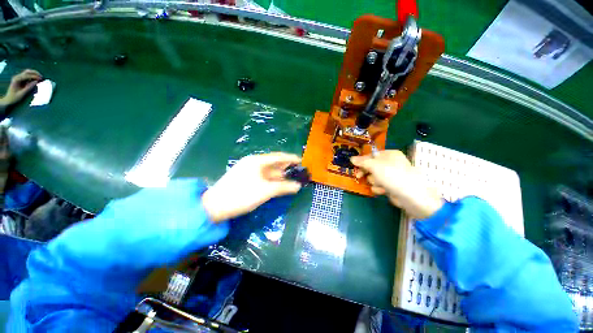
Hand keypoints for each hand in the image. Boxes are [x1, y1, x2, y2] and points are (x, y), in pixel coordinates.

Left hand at [0, 69, 42, 106]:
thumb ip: (29, 87)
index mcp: (16, 79)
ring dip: (34, 74)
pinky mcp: (20, 79)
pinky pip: (27, 76)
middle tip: (41, 77)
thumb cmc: (14, 98)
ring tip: (40, 78)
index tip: (41, 79)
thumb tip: (36, 82)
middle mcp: (17, 76)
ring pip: (28, 72)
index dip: (34, 77)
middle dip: (35, 73)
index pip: (27, 76)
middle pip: (27, 72)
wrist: (8, 99)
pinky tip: (36, 80)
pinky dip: (32, 76)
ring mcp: (18, 77)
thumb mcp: (22, 94)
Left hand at [202, 152, 302, 221]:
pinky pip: (263, 176)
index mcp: (257, 161)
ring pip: (268, 171)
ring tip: (291, 178)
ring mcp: (248, 170)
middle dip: (286, 168)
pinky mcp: (245, 178)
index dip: (290, 158)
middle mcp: (253, 163)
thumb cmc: (242, 195)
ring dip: (279, 175)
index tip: (301, 161)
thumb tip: (298, 186)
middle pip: (273, 163)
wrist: (215, 206)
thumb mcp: (265, 191)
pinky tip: (278, 184)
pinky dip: (272, 180)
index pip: (278, 157)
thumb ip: (283, 187)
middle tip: (298, 172)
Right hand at [351, 150, 443, 218]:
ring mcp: (391, 175)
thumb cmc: (393, 176)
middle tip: (359, 176)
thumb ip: (362, 162)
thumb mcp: (375, 166)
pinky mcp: (391, 186)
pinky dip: (379, 188)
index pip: (372, 155)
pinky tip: (384, 191)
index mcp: (389, 155)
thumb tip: (352, 158)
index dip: (362, 160)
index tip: (354, 165)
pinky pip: (379, 185)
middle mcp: (390, 163)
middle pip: (371, 166)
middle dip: (366, 173)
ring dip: (374, 182)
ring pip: (374, 177)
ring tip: (380, 184)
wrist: (411, 196)